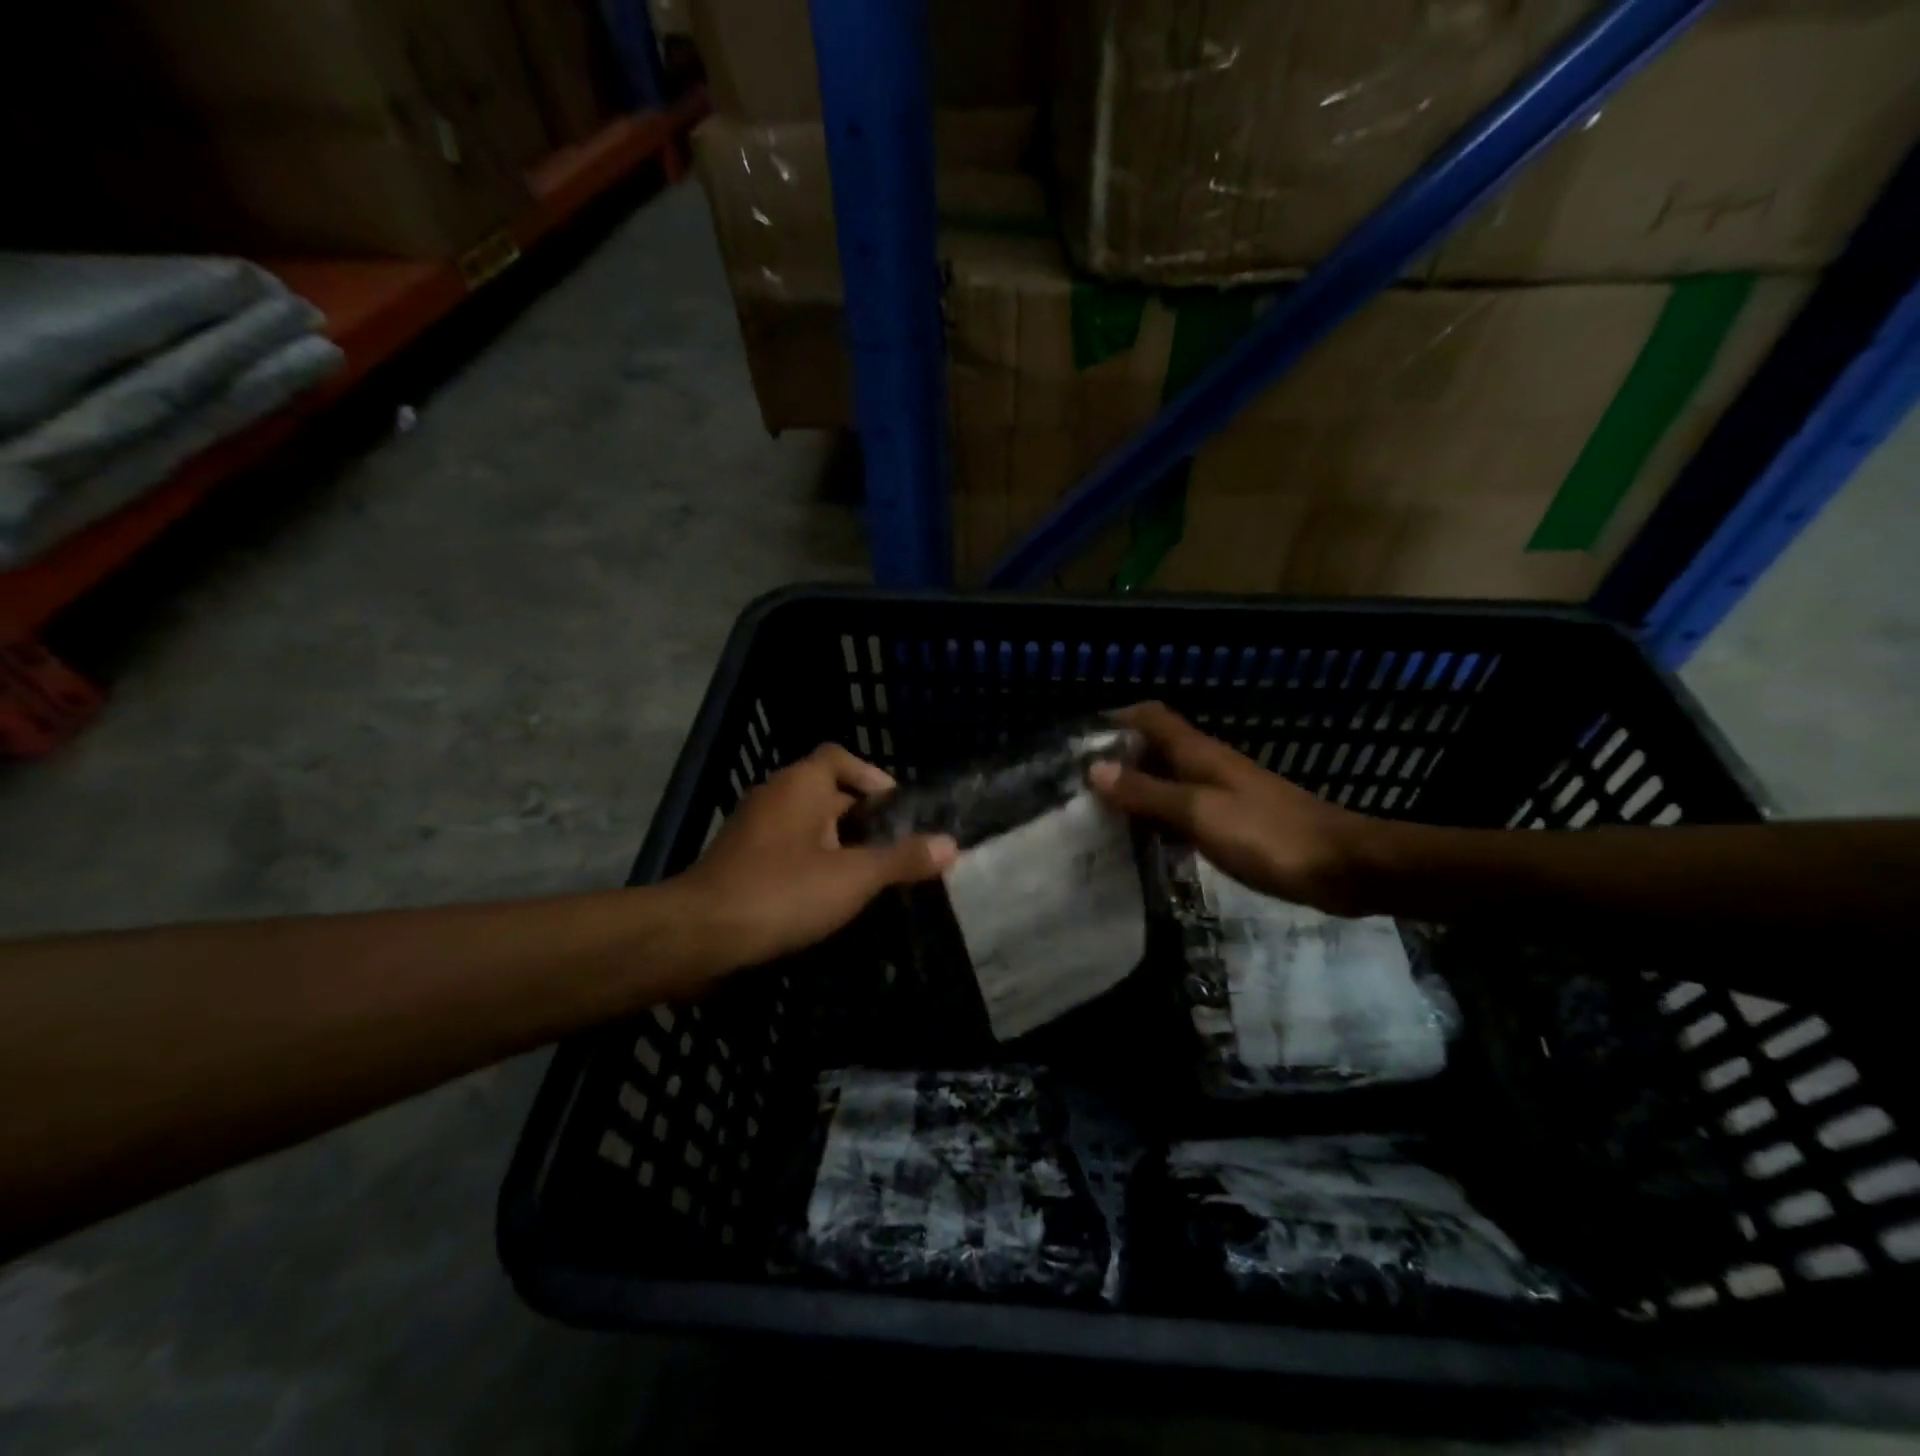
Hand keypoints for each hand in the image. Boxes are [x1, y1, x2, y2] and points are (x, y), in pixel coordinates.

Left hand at [675, 743, 956, 973]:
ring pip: (805, 824)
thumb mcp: (854, 877)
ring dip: (836, 843)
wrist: (699, 936)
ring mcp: (751, 829)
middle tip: (891, 847)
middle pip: (826, 791)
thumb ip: (902, 859)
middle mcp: (773, 796)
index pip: (839, 757)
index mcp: (799, 785)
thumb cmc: (782, 892)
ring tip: (866, 874)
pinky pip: (785, 849)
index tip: (896, 809)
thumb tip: (951, 845)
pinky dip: (810, 862)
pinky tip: (826, 896)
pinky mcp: (738, 861)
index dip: (871, 776)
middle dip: (860, 817)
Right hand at [1088, 702, 1378, 914]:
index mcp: (1199, 753)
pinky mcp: (1235, 823)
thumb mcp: (1200, 813)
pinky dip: (1161, 819)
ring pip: (1169, 782)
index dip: (1117, 719)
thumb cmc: (1268, 834)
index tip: (1081, 742)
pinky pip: (1186, 812)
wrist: (1343, 866)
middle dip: (1119, 760)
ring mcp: (1223, 795)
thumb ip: (1148, 792)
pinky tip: (1144, 843)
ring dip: (1138, 791)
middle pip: (1156, 749)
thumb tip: (1096, 769)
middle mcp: (1208, 766)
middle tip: (1079, 787)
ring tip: (1100, 816)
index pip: (1151, 717)